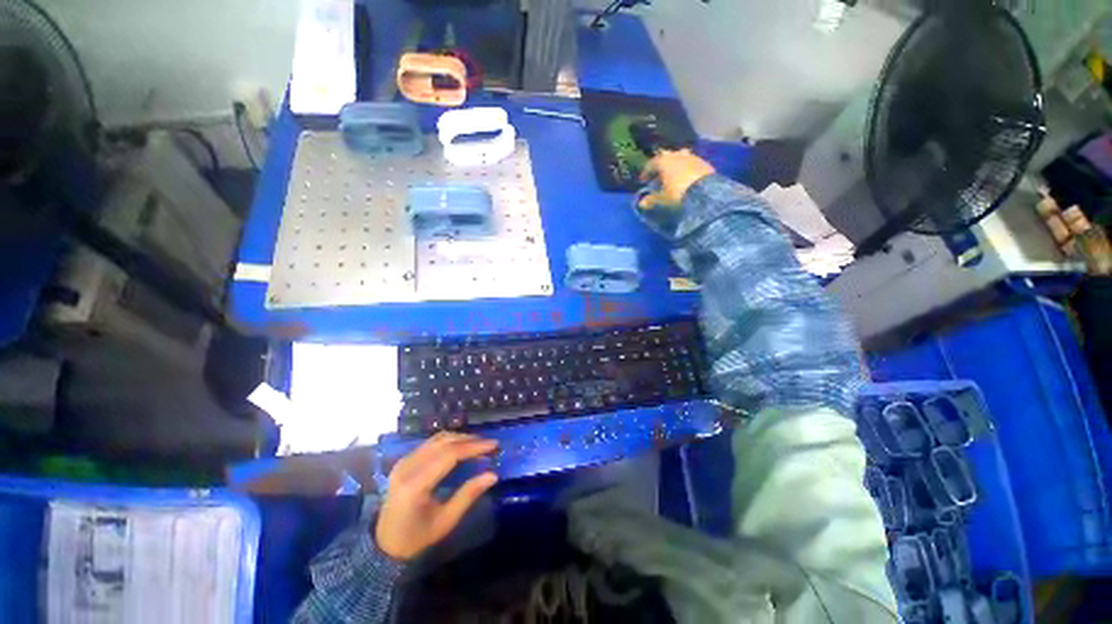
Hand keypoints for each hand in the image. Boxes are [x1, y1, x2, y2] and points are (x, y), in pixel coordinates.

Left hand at [375, 432, 498, 560]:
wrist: (385, 544)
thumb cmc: (417, 537)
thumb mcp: (446, 521)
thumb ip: (468, 495)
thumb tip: (493, 475)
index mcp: (415, 485)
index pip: (449, 455)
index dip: (474, 447)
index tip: (494, 445)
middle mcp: (407, 467)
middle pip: (444, 442)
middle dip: (470, 440)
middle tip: (489, 444)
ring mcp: (404, 462)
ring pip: (438, 439)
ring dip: (460, 438)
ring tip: (479, 444)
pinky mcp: (404, 460)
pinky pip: (431, 443)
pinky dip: (450, 441)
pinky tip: (462, 447)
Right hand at [638, 149, 715, 209]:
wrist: (706, 191)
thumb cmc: (678, 193)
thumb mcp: (662, 199)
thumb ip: (651, 199)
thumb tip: (642, 203)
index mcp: (664, 161)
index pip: (651, 164)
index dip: (645, 173)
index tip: (643, 181)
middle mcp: (677, 155)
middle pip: (666, 158)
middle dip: (661, 166)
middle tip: (659, 177)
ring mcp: (692, 157)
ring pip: (680, 158)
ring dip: (675, 166)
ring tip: (673, 177)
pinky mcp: (704, 162)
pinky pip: (691, 164)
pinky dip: (687, 169)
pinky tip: (687, 179)